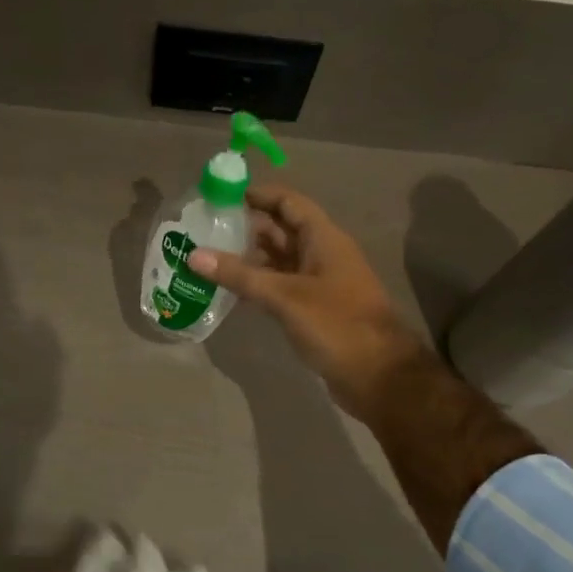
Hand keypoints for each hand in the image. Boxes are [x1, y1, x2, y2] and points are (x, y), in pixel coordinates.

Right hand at [190, 184, 431, 422]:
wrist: (378, 376)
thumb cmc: (336, 325)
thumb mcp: (284, 296)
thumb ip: (239, 275)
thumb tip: (194, 255)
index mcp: (324, 239)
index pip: (289, 203)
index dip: (259, 195)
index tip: (222, 196)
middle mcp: (322, 254)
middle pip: (282, 230)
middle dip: (246, 227)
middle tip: (205, 229)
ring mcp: (319, 283)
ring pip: (280, 260)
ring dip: (249, 258)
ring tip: (209, 257)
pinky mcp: (314, 308)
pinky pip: (281, 285)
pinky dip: (258, 283)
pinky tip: (230, 289)